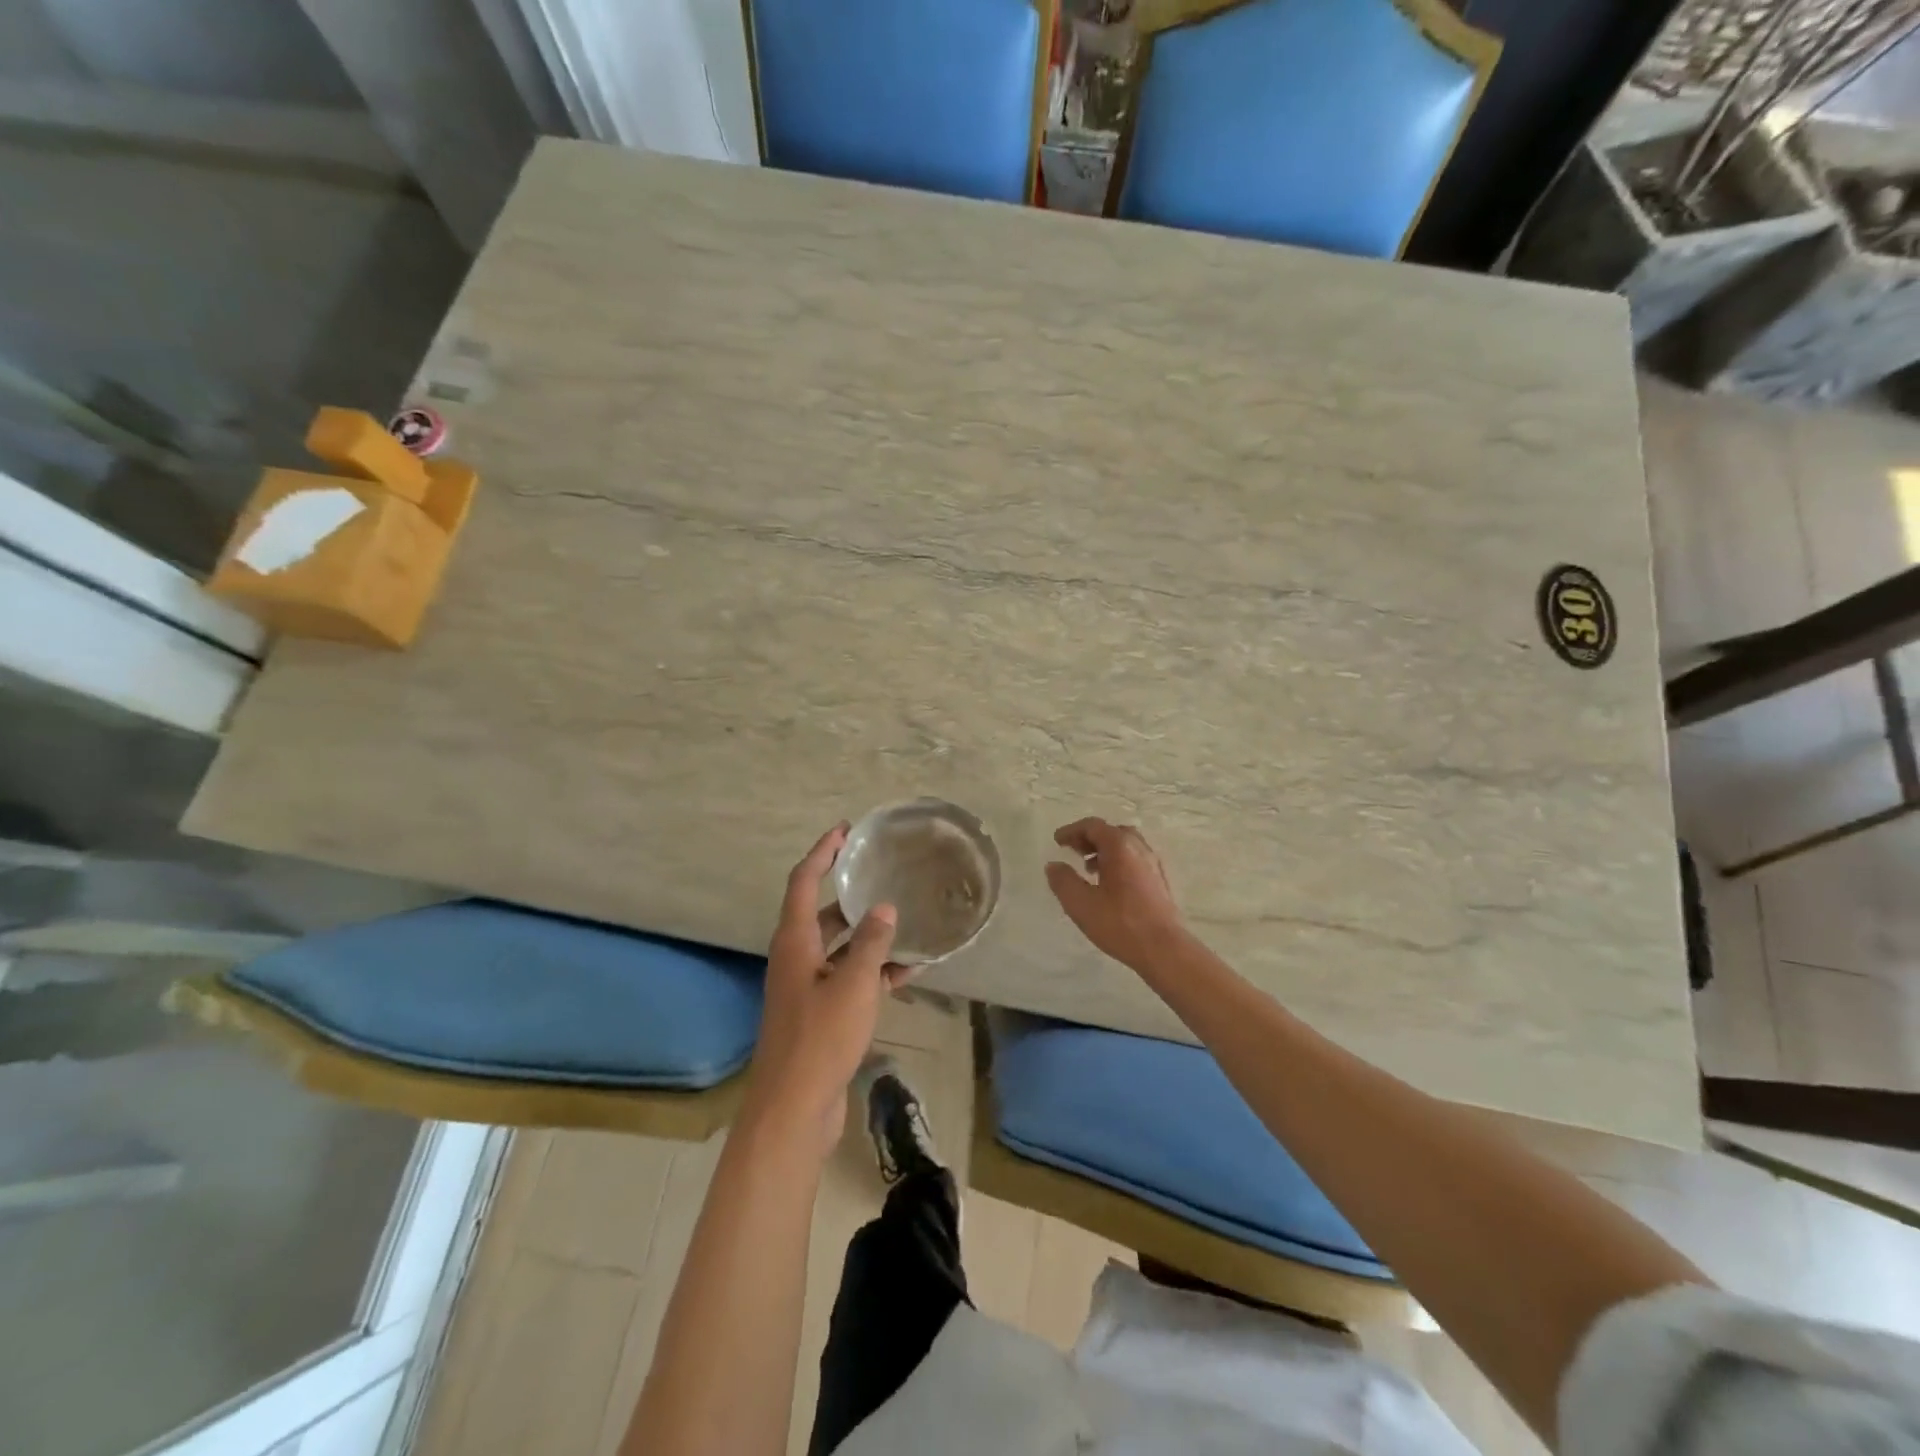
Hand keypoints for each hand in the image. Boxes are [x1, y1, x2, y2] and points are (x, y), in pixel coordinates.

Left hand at [745, 823, 902, 1156]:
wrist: (794, 1108)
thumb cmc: (820, 1038)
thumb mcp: (853, 985)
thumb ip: (871, 944)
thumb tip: (884, 909)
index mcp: (795, 942)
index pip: (804, 881)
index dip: (822, 852)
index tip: (845, 830)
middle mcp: (797, 958)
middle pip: (824, 913)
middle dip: (852, 894)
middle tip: (884, 874)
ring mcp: (808, 988)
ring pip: (841, 948)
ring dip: (870, 936)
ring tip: (906, 919)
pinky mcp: (821, 1014)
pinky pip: (850, 980)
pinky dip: (875, 972)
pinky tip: (909, 970)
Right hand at [1045, 817, 1188, 970]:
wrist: (1164, 949)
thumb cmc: (1120, 923)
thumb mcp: (1081, 904)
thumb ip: (1063, 881)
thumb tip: (1054, 865)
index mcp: (1120, 847)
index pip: (1093, 826)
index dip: (1072, 831)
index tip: (1057, 841)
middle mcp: (1139, 848)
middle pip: (1111, 831)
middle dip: (1089, 838)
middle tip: (1073, 851)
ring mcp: (1154, 863)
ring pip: (1126, 845)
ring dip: (1105, 850)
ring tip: (1089, 869)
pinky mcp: (1160, 880)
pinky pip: (1136, 859)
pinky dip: (1119, 861)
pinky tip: (1111, 884)